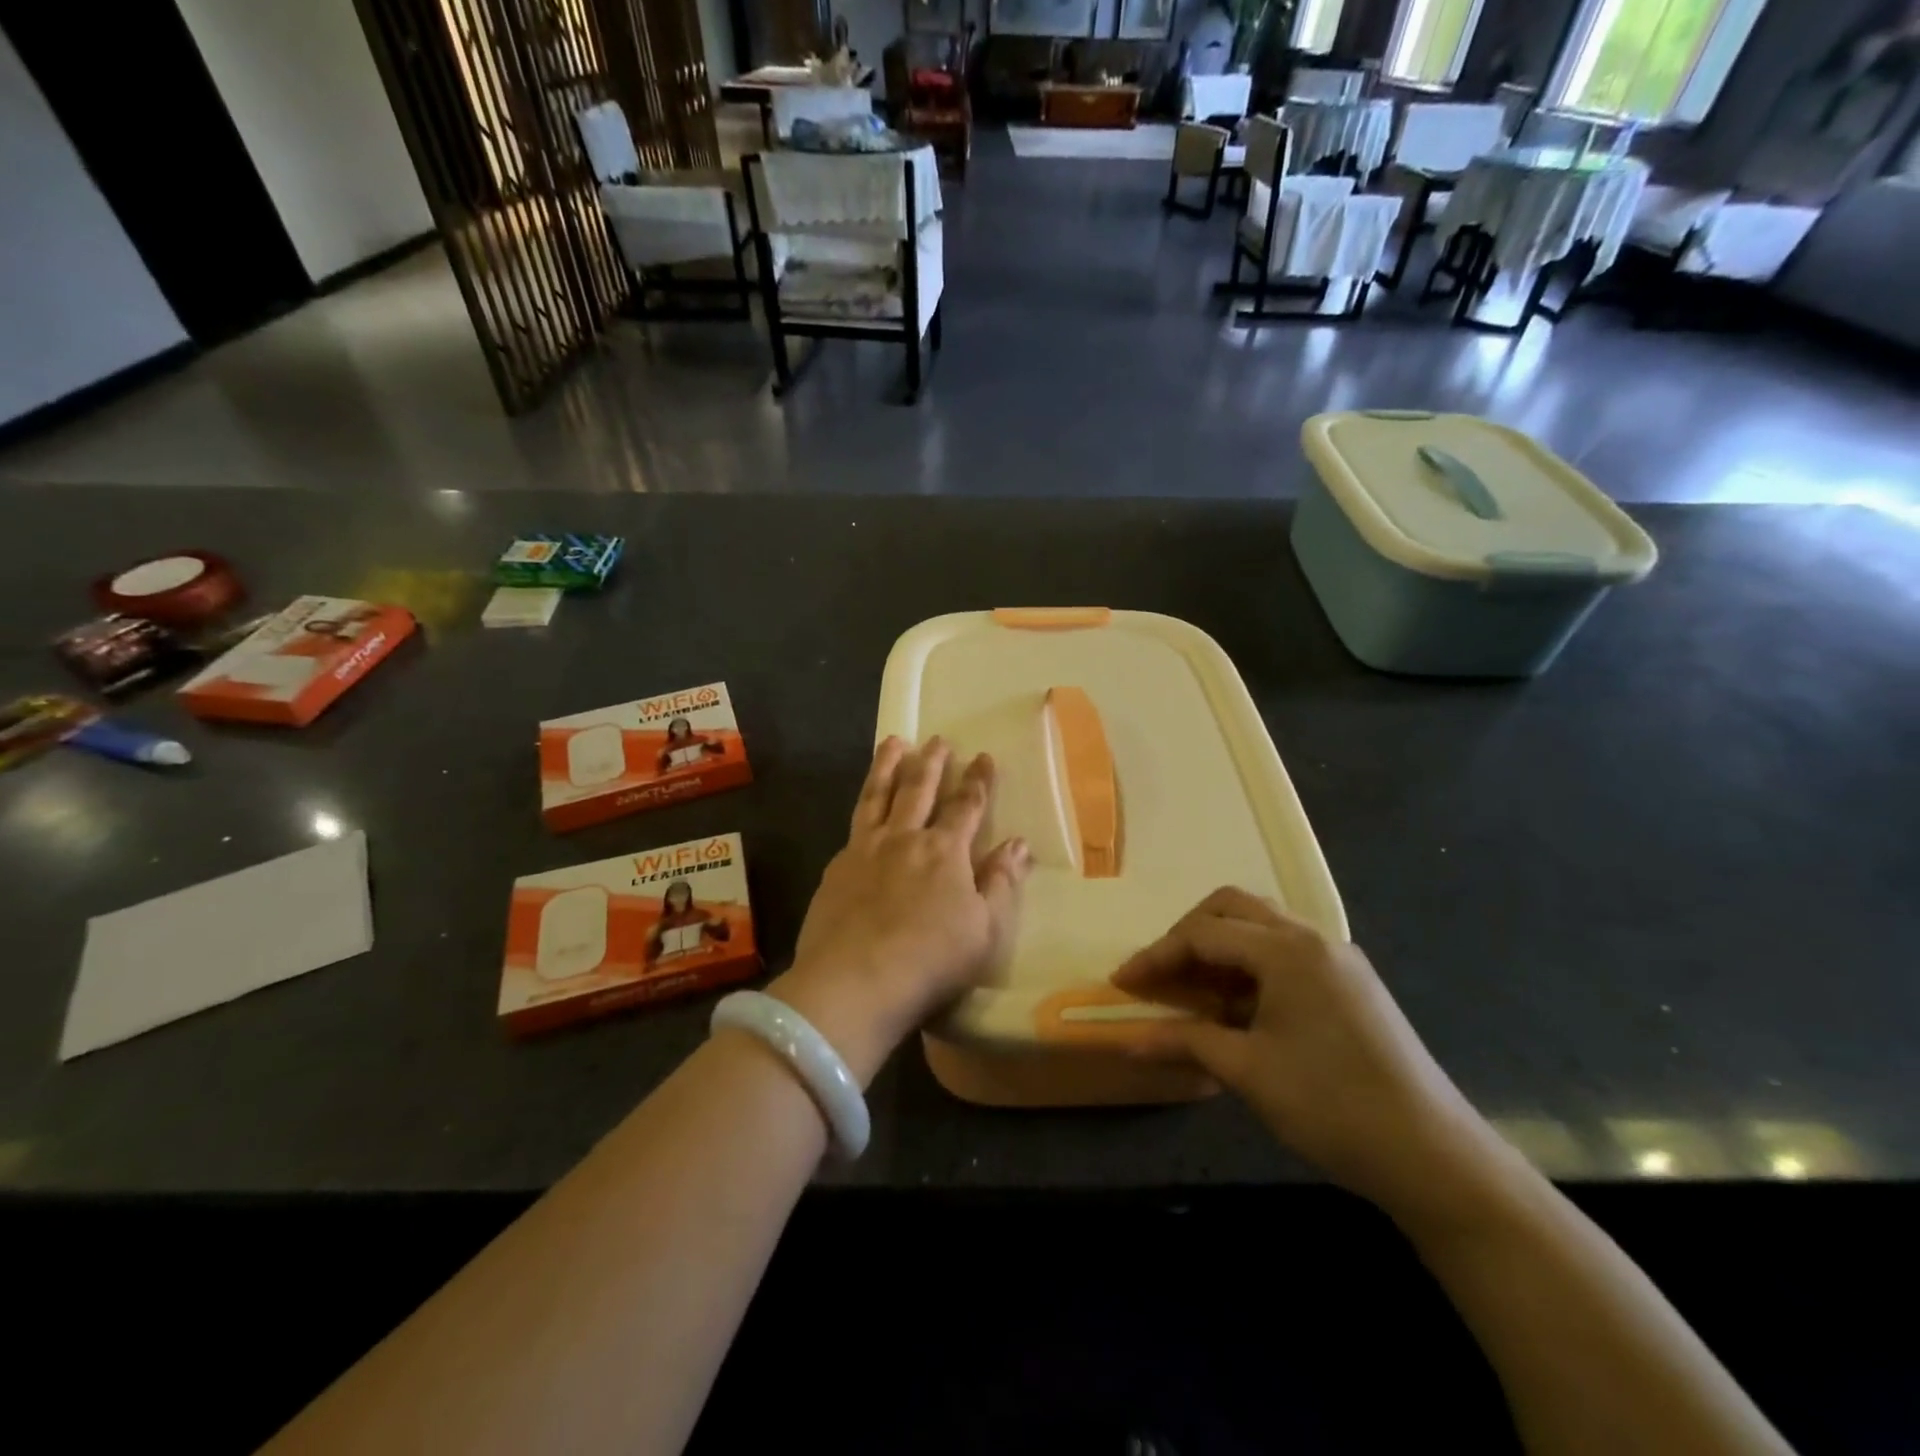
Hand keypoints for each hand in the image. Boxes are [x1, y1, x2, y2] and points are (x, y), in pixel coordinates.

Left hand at [772, 737, 1031, 1086]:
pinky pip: (854, 824)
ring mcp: (865, 850)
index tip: (983, 756)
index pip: (967, 805)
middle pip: (919, 789)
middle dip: (932, 762)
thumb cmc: (930, 960)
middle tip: (937, 740)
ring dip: (887, 766)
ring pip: (878, 795)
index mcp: (944, 851)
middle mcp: (904, 839)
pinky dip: (863, 805)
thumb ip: (1001, 883)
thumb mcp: (985, 929)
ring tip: (893, 743)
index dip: (977, 780)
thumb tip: (1018, 843)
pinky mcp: (837, 868)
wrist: (854, 982)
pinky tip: (864, 807)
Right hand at [1113, 888, 1503, 1222]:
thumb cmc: (1332, 1106)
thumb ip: (1185, 1042)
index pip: (1203, 934)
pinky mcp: (1351, 984)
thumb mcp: (1248, 1072)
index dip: (1156, 956)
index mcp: (1287, 951)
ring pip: (1262, 926)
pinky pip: (1286, 952)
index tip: (1122, 983)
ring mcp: (1337, 959)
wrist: (1435, 1157)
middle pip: (1233, 908)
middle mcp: (1312, 939)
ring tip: (1194, 990)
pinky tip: (1239, 1006)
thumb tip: (1127, 1042)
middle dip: (1188, 934)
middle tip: (1161, 974)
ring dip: (1220, 946)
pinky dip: (1250, 965)